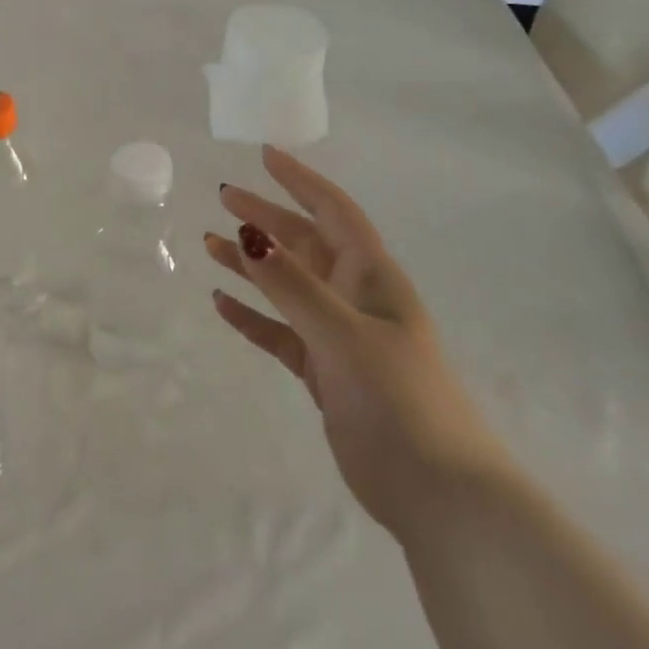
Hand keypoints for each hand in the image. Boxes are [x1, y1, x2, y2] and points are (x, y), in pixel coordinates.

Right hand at [205, 147, 508, 541]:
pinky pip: (281, 331)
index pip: (334, 211)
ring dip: (252, 265)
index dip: (301, 180)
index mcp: (371, 278)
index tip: (266, 155)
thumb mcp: (343, 335)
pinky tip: (222, 305)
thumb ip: (293, 286)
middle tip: (224, 197)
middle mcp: (355, 298)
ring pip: (287, 287)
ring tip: (209, 245)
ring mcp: (339, 336)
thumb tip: (247, 235)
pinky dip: (253, 316)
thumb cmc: (398, 399)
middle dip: (266, 218)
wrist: (439, 493)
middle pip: (304, 244)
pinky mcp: (325, 372)